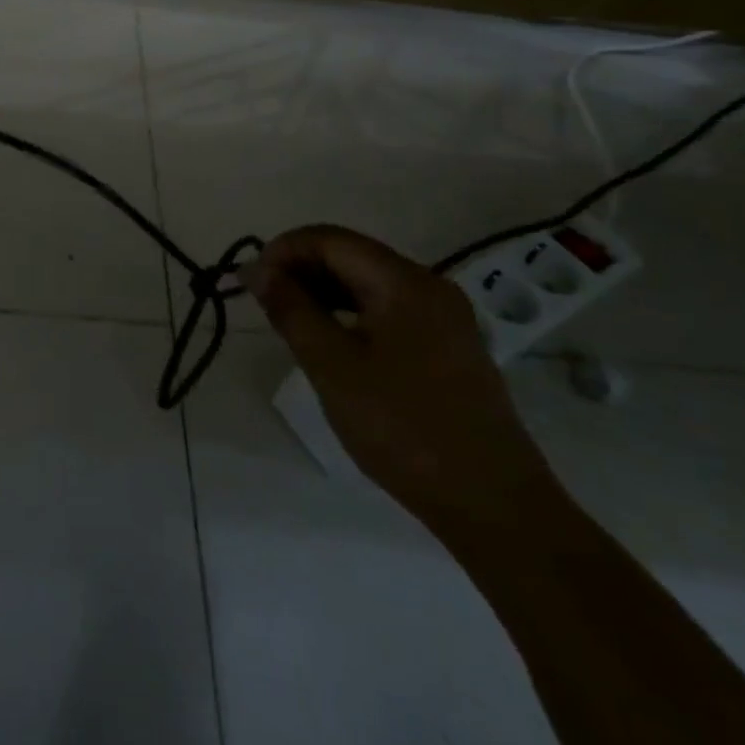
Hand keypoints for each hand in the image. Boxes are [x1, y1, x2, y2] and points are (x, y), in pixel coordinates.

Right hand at [242, 225, 560, 527]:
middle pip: (351, 255)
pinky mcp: (447, 346)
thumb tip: (256, 269)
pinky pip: (386, 309)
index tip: (251, 281)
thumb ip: (290, 309)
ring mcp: (443, 317)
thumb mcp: (332, 366)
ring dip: (322, 291)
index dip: (283, 250)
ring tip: (288, 322)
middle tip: (264, 303)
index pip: (330, 239)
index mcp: (405, 282)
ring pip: (367, 283)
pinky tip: (328, 341)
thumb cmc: (403, 427)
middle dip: (300, 269)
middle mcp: (429, 286)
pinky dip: (348, 313)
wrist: (493, 504)